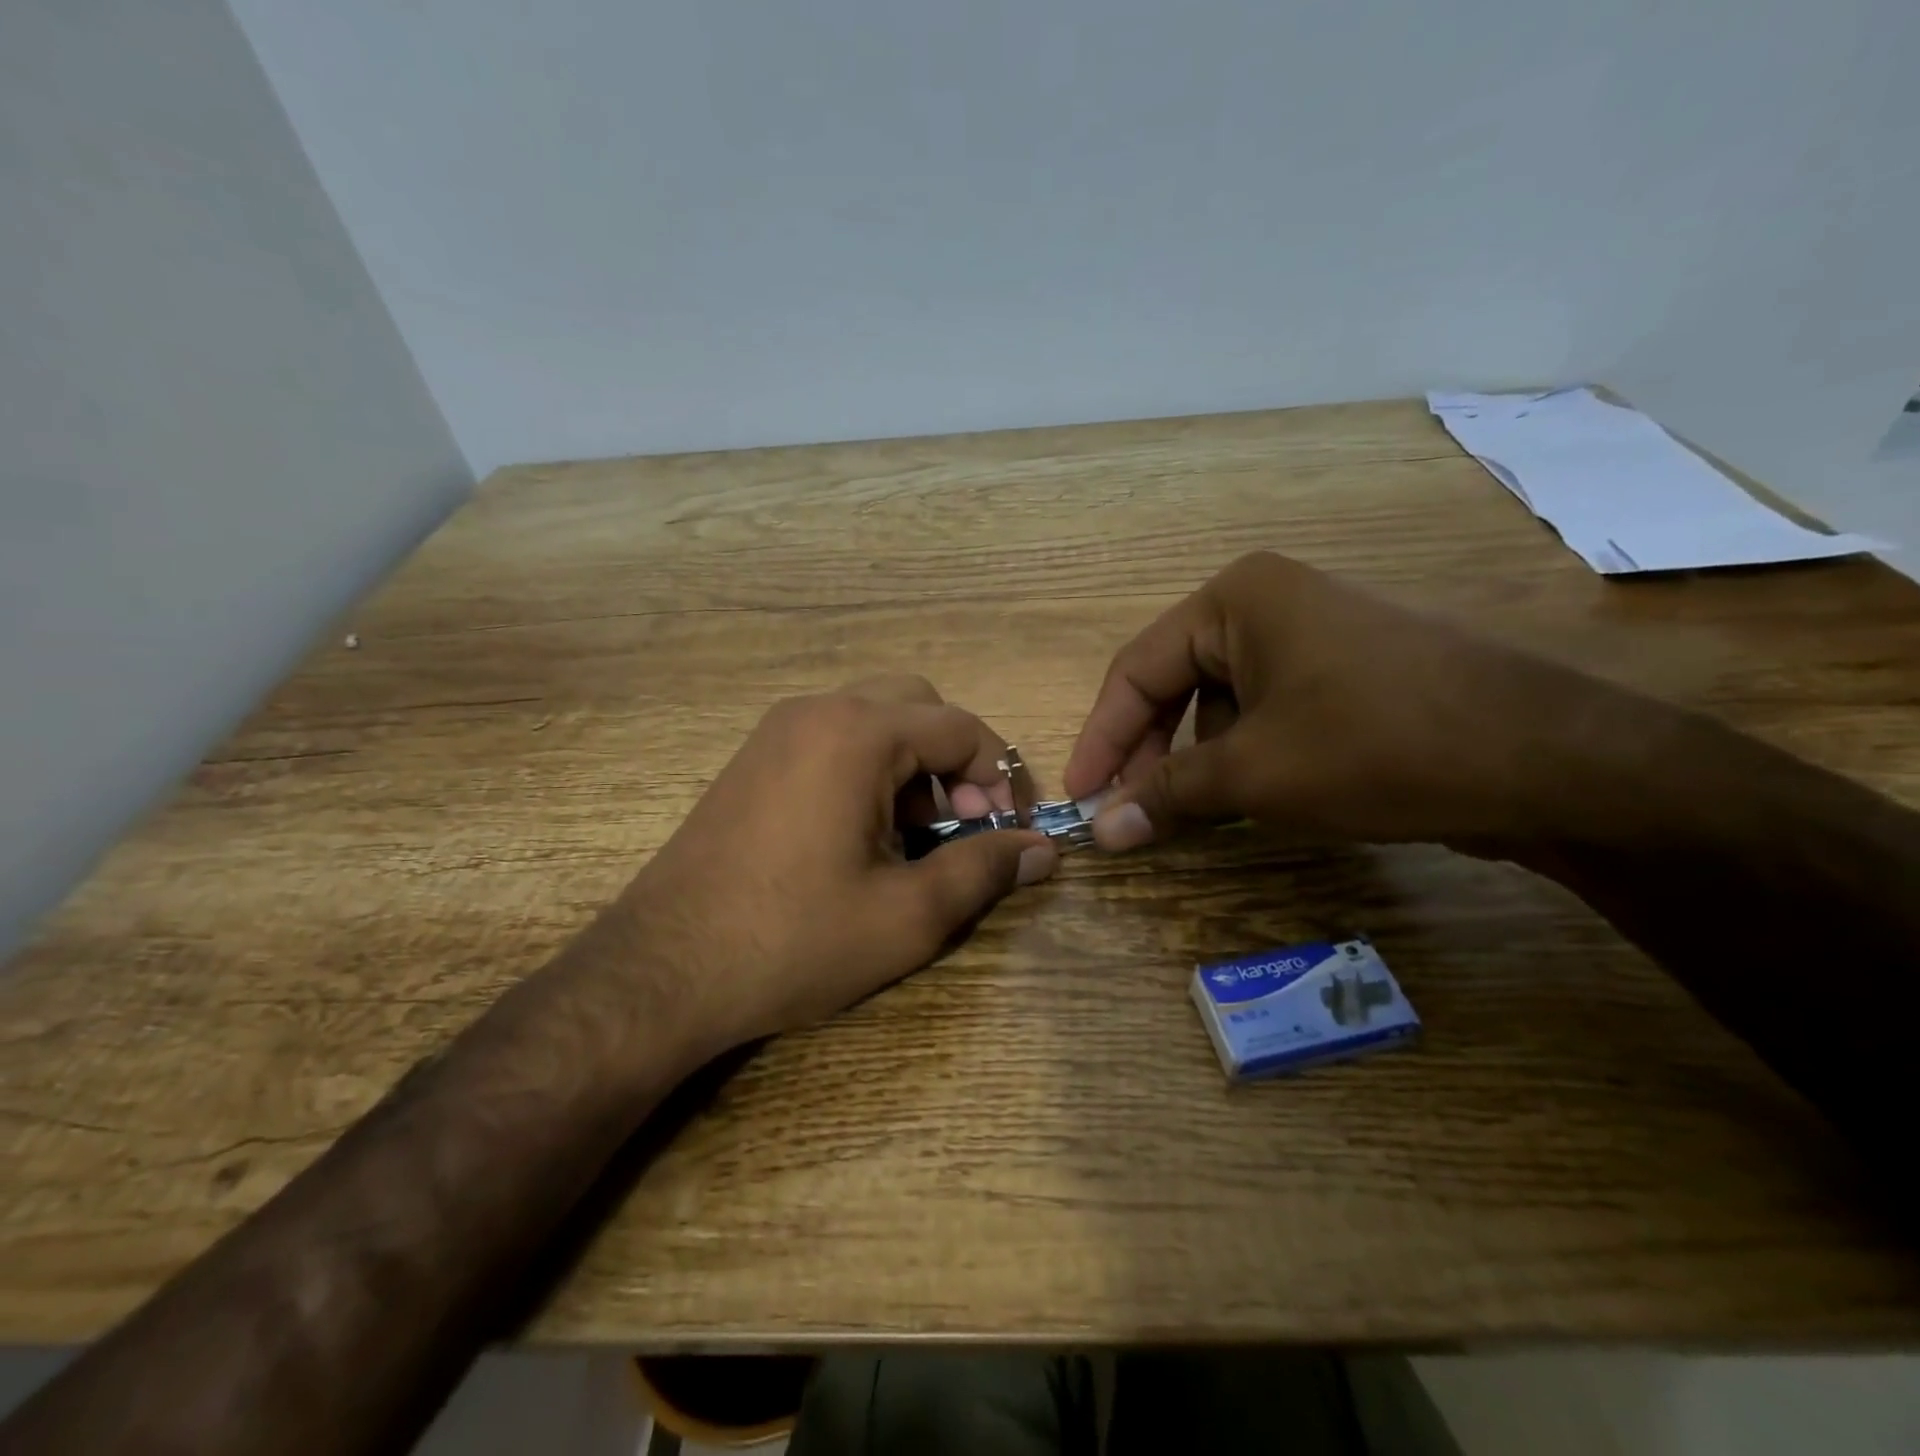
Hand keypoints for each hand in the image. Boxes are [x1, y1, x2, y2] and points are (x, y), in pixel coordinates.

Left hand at [611, 676, 1056, 1055]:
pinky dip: (868, 770)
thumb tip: (1043, 851)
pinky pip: (832, 740)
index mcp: (858, 734)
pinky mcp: (753, 760)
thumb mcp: (907, 915)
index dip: (1001, 776)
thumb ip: (984, 870)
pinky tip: (861, 836)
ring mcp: (776, 732)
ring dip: (912, 766)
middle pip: (918, 707)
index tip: (1010, 831)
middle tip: (961, 826)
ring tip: (914, 839)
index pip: (962, 728)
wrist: (661, 971)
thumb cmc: (793, 940)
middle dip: (956, 761)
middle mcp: (817, 712)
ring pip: (874, 720)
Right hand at [1063, 551, 1635, 851]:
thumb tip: (1101, 830)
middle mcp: (1270, 603)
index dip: (1101, 738)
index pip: (1137, 670)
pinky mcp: (1349, 672)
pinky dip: (1244, 755)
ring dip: (1196, 758)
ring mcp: (1316, 635)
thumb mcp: (1253, 773)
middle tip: (1128, 811)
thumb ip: (1166, 794)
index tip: (1079, 796)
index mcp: (1236, 600)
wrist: (1545, 759)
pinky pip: (1268, 711)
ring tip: (1189, 811)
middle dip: (1149, 750)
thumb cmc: (1374, 745)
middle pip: (1177, 682)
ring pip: (1222, 702)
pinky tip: (1249, 798)